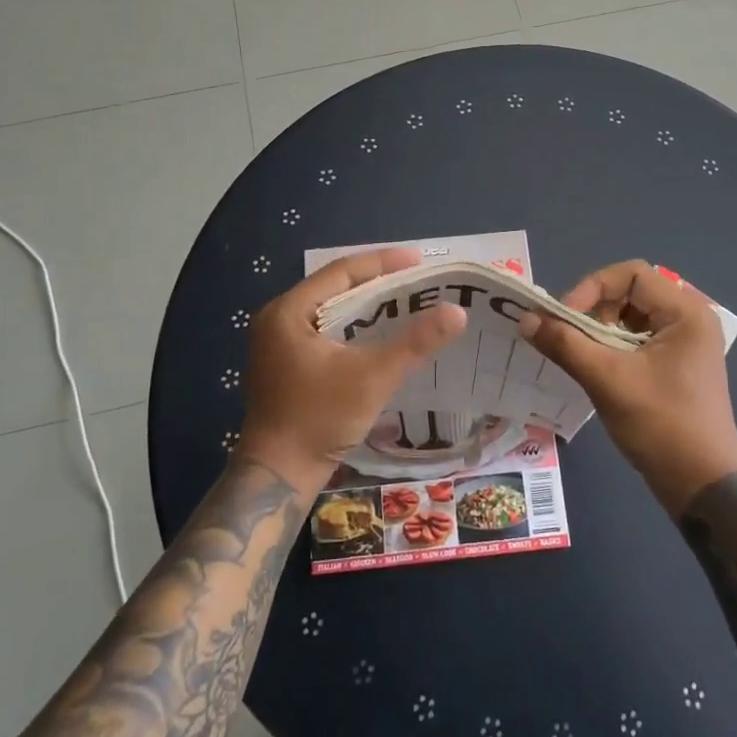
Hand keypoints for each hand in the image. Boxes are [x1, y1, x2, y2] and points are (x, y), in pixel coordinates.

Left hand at [238, 248, 465, 491]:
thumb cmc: (319, 418)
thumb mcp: (372, 377)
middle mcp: (278, 319)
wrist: (278, 476)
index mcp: (288, 311)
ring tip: (405, 301)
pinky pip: (325, 331)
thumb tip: (457, 312)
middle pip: (334, 288)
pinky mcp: (286, 364)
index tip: (418, 260)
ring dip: (366, 306)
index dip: (382, 262)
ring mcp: (279, 343)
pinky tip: (380, 334)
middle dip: (377, 282)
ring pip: (331, 311)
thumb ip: (414, 343)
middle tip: (417, 280)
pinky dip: (353, 328)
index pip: (341, 272)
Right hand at [518, 260, 736, 509]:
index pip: (631, 274)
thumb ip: (564, 343)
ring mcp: (685, 344)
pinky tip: (594, 367)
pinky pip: (636, 339)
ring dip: (599, 330)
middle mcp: (689, 319)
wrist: (703, 487)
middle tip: (568, 337)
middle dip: (593, 310)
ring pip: (630, 317)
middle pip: (630, 292)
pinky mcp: (676, 365)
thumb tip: (525, 318)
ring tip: (579, 354)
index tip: (565, 319)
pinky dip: (611, 347)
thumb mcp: (607, 380)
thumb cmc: (661, 425)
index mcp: (686, 312)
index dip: (592, 288)